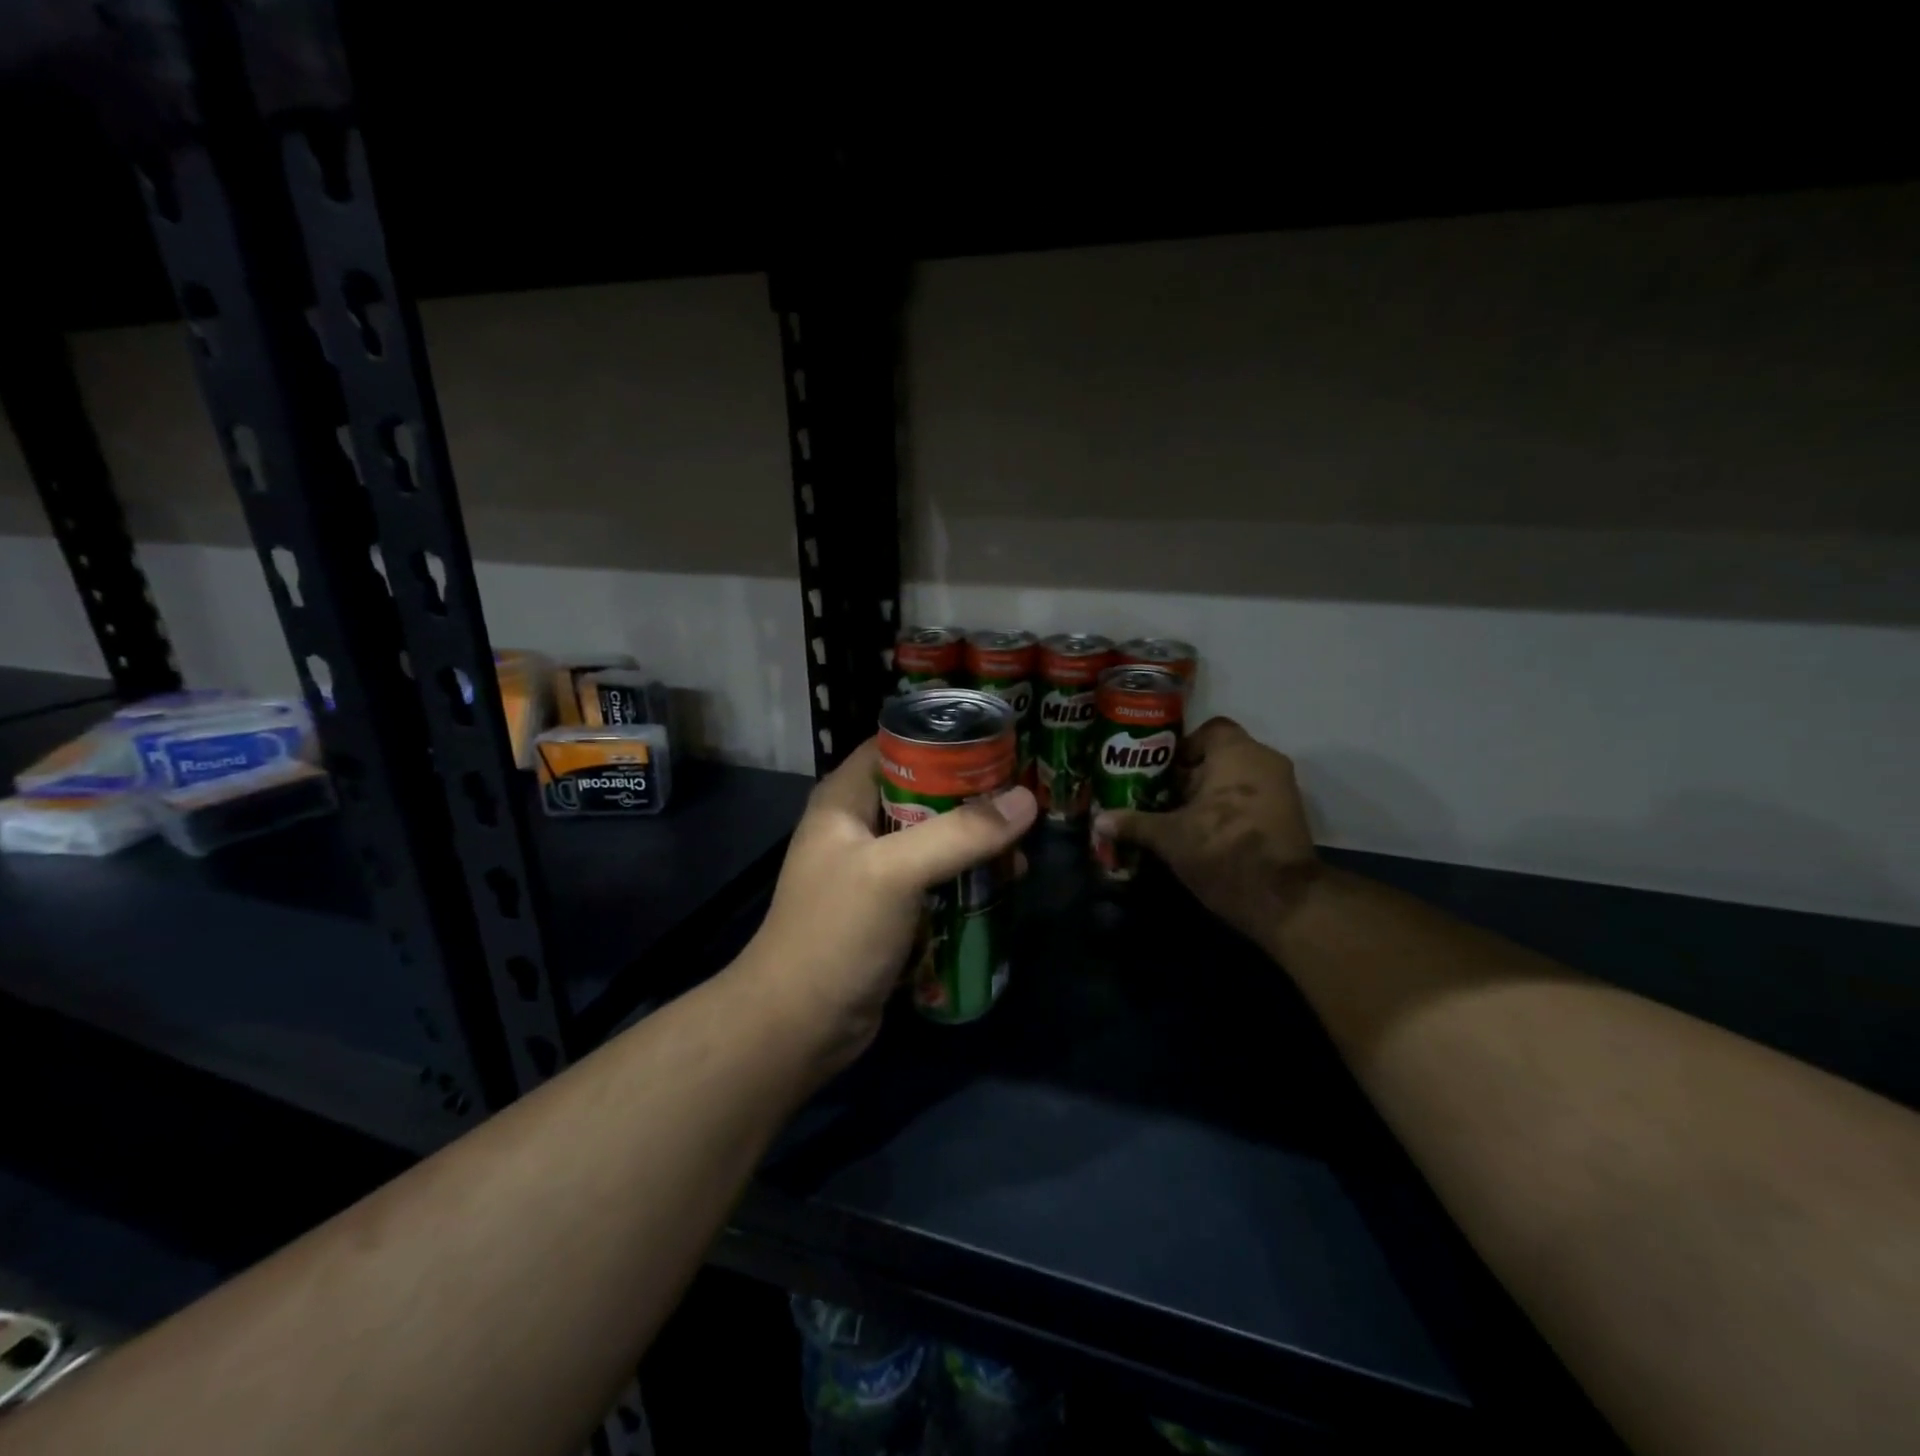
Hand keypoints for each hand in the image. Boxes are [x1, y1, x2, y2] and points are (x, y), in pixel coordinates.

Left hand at [737, 738, 1036, 1071]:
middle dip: (971, 794)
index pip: (896, 744)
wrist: (799, 1026)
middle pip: (923, 791)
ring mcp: (874, 871)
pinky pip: (935, 879)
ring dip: (974, 841)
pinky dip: (965, 878)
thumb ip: (960, 833)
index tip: (998, 740)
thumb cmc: (836, 933)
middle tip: (1024, 795)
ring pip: (934, 838)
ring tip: (1023, 845)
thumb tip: (1027, 800)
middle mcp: (858, 827)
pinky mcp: (890, 910)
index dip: (944, 738)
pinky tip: (1003, 885)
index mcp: (845, 799)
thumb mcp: (896, 872)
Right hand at [1093, 717, 1316, 945]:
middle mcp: (1265, 761)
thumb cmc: (1222, 851)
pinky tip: (1207, 833)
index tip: (1162, 771)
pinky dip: (1232, 809)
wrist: (1282, 899)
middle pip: (1222, 756)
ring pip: (1238, 779)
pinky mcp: (1290, 816)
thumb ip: (1135, 824)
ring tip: (1181, 817)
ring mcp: (1283, 789)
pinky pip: (1254, 799)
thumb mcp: (1170, 838)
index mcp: (1237, 753)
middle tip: (1163, 796)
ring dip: (1213, 794)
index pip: (1209, 730)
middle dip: (1193, 775)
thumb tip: (1099, 821)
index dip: (1183, 747)